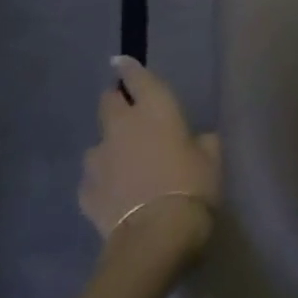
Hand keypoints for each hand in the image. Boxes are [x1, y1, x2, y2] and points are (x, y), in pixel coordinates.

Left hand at [80, 57, 220, 254]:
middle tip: (128, 111)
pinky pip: (94, 177)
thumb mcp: (212, 157)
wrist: (155, 237)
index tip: (121, 61)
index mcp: (156, 110)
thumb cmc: (192, 186)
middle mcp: (121, 127)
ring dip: (110, 146)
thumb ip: (201, 141)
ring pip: (99, 142)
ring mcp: (98, 159)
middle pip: (108, 103)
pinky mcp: (85, 191)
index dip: (129, 68)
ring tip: (126, 163)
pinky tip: (118, 192)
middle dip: (115, 101)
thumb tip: (194, 140)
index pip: (137, 78)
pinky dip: (104, 178)